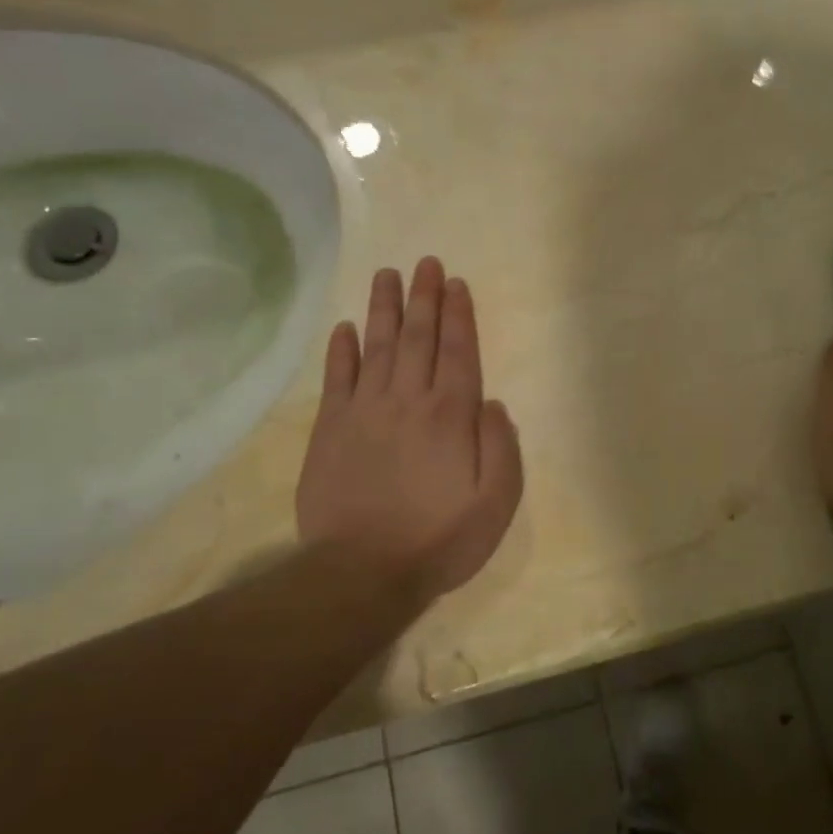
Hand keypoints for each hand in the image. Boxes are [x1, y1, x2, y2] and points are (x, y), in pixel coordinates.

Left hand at [296, 257, 523, 608]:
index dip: (458, 315)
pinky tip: (345, 328)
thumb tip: (492, 404)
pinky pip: (337, 379)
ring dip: (384, 309)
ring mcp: (365, 412)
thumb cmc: (440, 539)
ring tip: (387, 276)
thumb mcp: (496, 502)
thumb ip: (501, 447)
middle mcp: (408, 400)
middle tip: (425, 263)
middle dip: (424, 298)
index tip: (455, 283)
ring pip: (377, 347)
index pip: (459, 351)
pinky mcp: (330, 430)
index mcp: (451, 416)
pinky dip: (341, 351)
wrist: (363, 571)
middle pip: (417, 338)